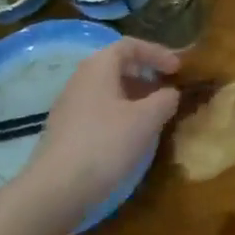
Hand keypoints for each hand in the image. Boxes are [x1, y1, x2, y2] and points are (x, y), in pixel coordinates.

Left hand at [19, 39, 181, 220]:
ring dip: (134, 97)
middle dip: (146, 75)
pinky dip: (120, 114)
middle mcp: (80, 79)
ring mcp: (69, 105)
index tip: (177, 69)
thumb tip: (171, 93)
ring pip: (108, 90)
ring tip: (153, 116)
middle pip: (117, 66)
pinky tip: (130, 136)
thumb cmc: (106, 143)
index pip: (130, 45)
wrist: (56, 188)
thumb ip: (165, 99)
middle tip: (167, 91)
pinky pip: (98, 109)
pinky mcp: (66, 130)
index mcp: (98, 67)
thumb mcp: (146, 119)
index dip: (157, 53)